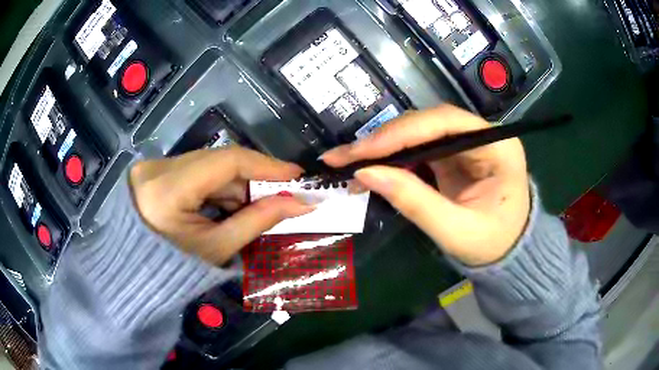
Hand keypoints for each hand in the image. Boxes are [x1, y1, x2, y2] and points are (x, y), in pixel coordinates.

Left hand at [129, 147, 313, 264]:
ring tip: (260, 205)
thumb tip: (299, 204)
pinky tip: (235, 203)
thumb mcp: (217, 248)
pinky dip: (222, 186)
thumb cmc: (177, 269)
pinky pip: (200, 170)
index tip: (296, 174)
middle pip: (219, 160)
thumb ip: (257, 221)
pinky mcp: (159, 169)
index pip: (225, 162)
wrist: (140, 269)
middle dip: (256, 176)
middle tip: (286, 192)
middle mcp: (160, 168)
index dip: (266, 164)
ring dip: (240, 183)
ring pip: (211, 164)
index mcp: (168, 190)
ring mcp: (157, 165)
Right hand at [322, 105, 529, 265]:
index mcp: (497, 145)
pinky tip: (369, 168)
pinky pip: (417, 148)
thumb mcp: (455, 231)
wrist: (506, 252)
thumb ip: (414, 202)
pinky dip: (391, 158)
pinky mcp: (453, 155)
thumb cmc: (492, 243)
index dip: (401, 132)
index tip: (362, 150)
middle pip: (427, 123)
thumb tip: (365, 174)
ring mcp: (466, 143)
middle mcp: (481, 134)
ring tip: (348, 163)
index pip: (445, 122)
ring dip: (382, 147)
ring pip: (417, 133)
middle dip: (384, 139)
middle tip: (343, 156)